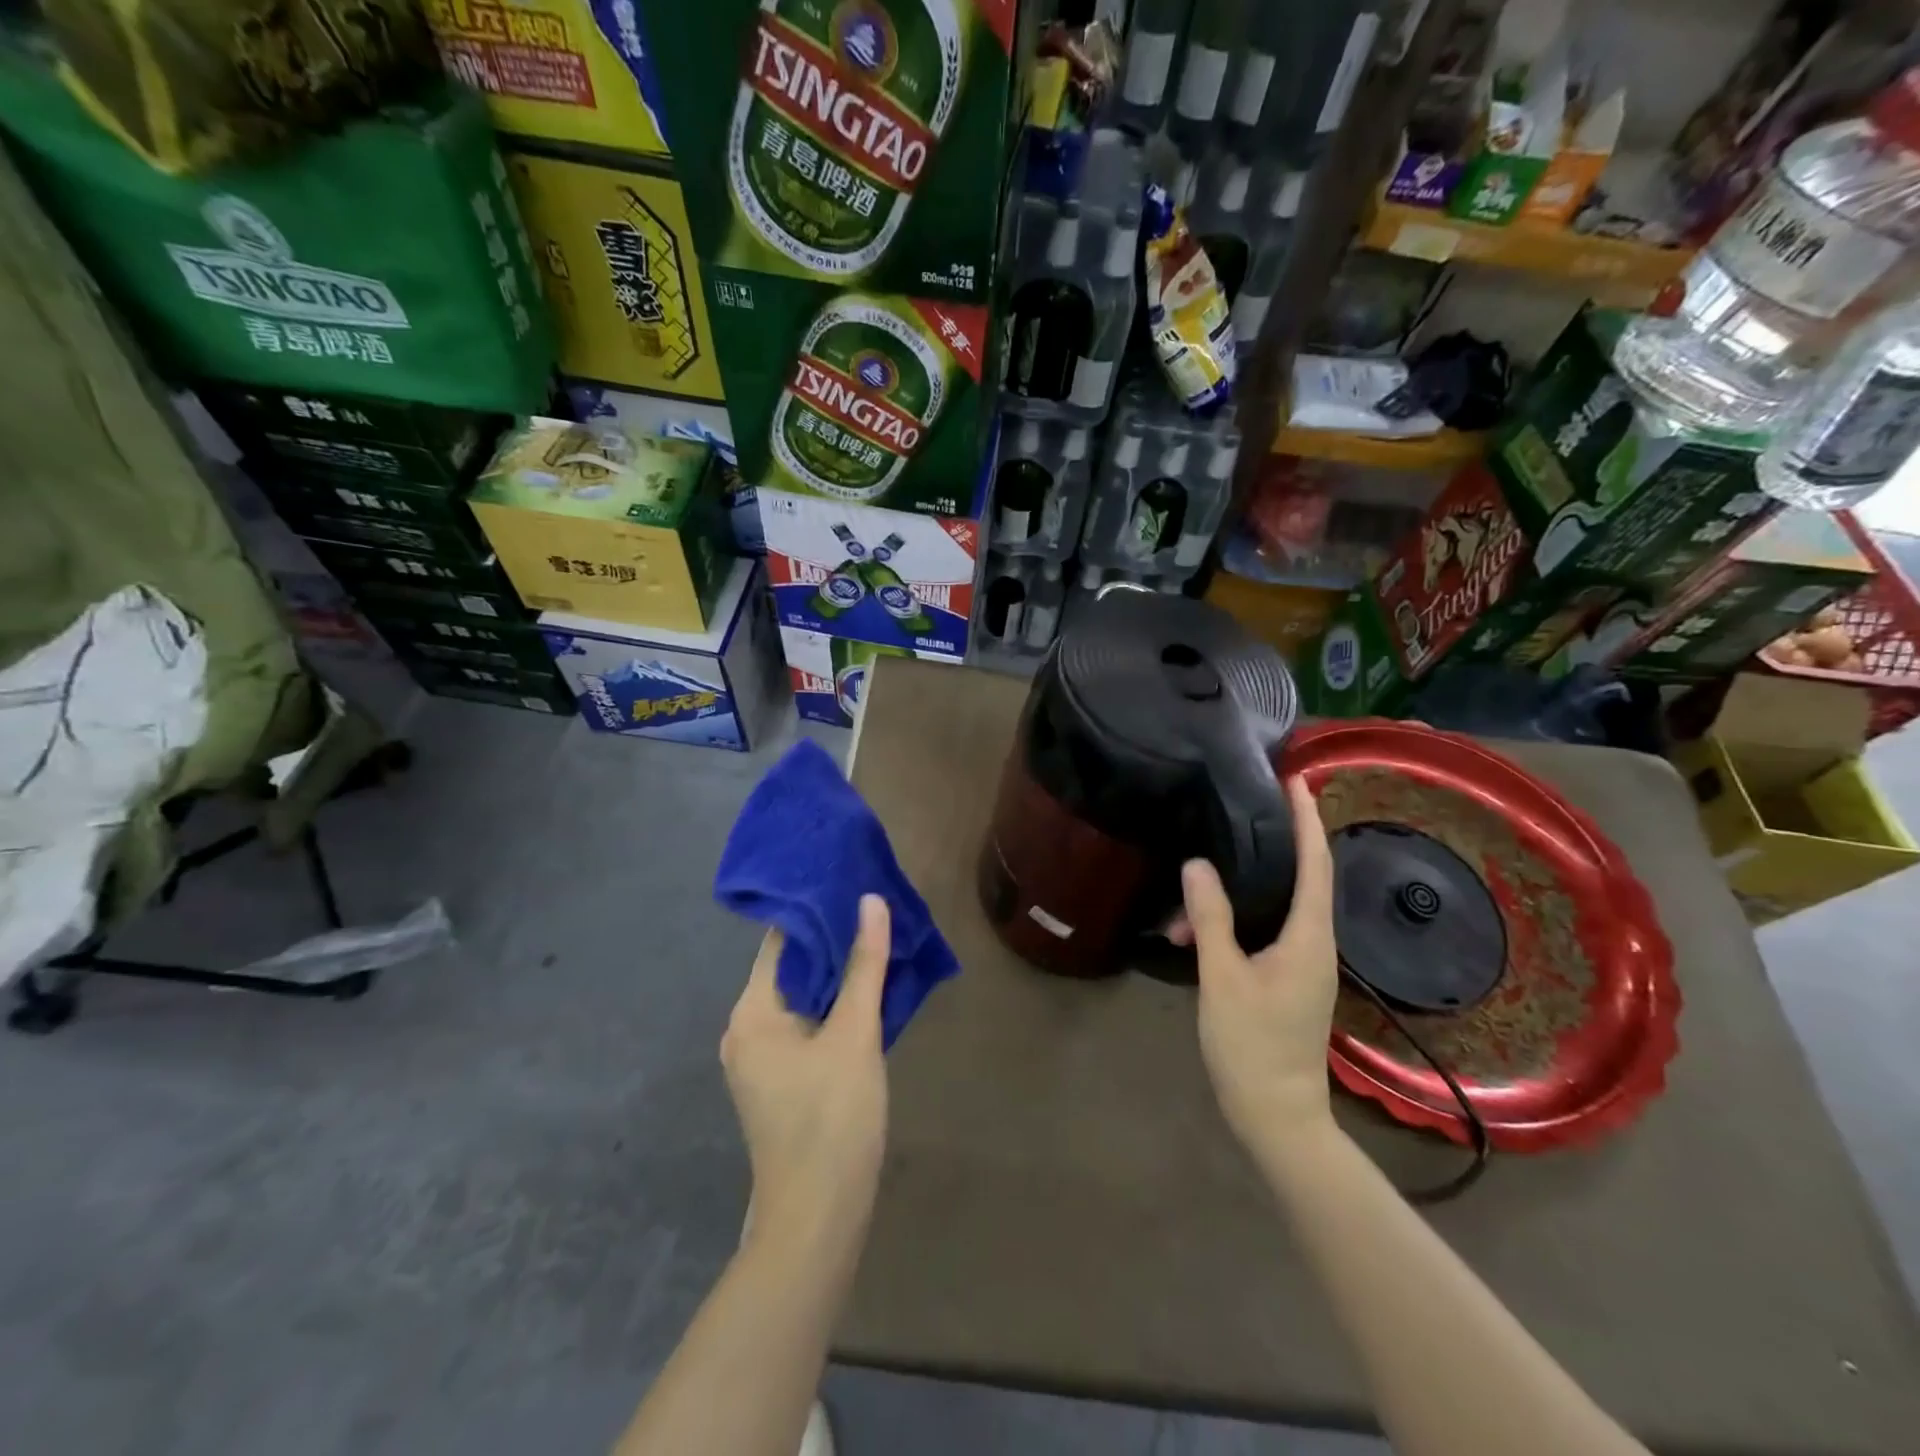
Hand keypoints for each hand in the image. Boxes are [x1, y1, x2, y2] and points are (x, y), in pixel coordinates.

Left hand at [721, 896, 890, 1246]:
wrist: (817, 1219)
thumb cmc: (832, 1119)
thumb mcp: (855, 1035)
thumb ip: (864, 965)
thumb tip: (871, 901)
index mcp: (751, 1012)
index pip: (782, 942)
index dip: (819, 912)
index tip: (855, 885)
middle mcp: (745, 1029)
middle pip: (791, 969)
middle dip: (834, 942)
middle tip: (877, 911)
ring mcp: (759, 1059)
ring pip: (802, 999)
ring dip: (837, 975)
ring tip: (880, 942)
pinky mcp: (778, 1081)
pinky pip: (805, 1026)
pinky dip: (833, 1007)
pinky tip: (868, 994)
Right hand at [1181, 776, 1338, 1157]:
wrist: (1277, 1116)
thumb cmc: (1253, 1045)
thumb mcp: (1223, 977)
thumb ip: (1211, 919)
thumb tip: (1197, 865)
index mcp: (1309, 937)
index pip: (1315, 864)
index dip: (1308, 819)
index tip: (1297, 779)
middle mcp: (1315, 943)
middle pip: (1304, 877)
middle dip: (1279, 841)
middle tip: (1246, 808)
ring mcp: (1304, 964)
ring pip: (1279, 906)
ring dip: (1243, 890)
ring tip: (1193, 889)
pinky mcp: (1289, 979)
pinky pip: (1268, 929)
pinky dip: (1240, 917)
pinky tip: (1199, 928)